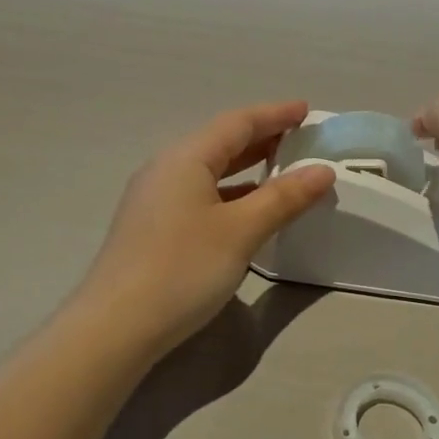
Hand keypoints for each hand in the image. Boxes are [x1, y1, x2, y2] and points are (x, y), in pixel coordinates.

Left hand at [78, 101, 336, 354]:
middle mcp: (166, 170)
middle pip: (220, 143)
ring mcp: (154, 200)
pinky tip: (247, 211)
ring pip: (209, 171)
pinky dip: (230, 194)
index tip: (307, 110)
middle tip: (300, 139)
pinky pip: (199, 195)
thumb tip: (323, 171)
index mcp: (185, 158)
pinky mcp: (152, 228)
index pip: (237, 123)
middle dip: (262, 138)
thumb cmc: (182, 269)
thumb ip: (283, 198)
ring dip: (246, 168)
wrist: (115, 327)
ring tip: (282, 171)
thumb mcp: (241, 231)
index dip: (274, 114)